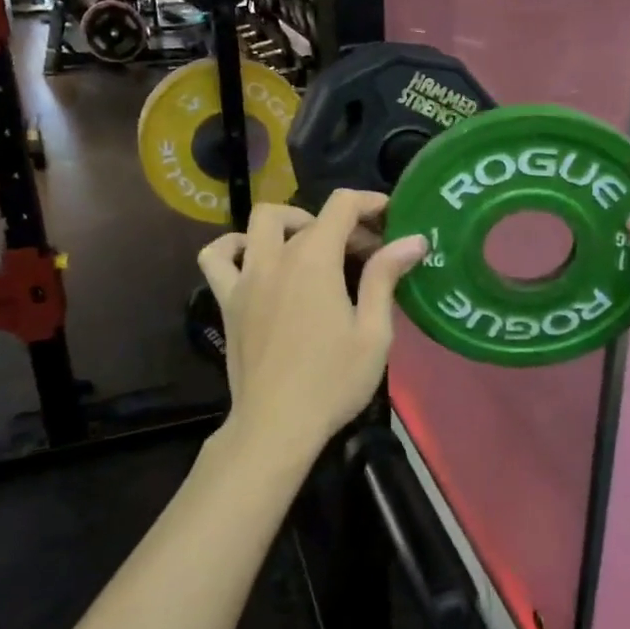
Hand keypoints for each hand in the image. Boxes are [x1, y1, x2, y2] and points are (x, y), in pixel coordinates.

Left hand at [197, 191, 427, 466]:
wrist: (276, 426)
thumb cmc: (332, 382)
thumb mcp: (372, 332)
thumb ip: (385, 278)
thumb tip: (412, 240)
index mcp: (314, 261)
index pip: (341, 206)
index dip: (369, 202)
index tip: (390, 218)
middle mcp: (275, 259)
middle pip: (308, 218)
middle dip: (341, 224)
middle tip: (364, 252)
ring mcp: (245, 278)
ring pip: (259, 223)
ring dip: (289, 224)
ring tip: (311, 248)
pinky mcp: (227, 301)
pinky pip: (217, 256)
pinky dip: (234, 246)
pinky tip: (254, 258)